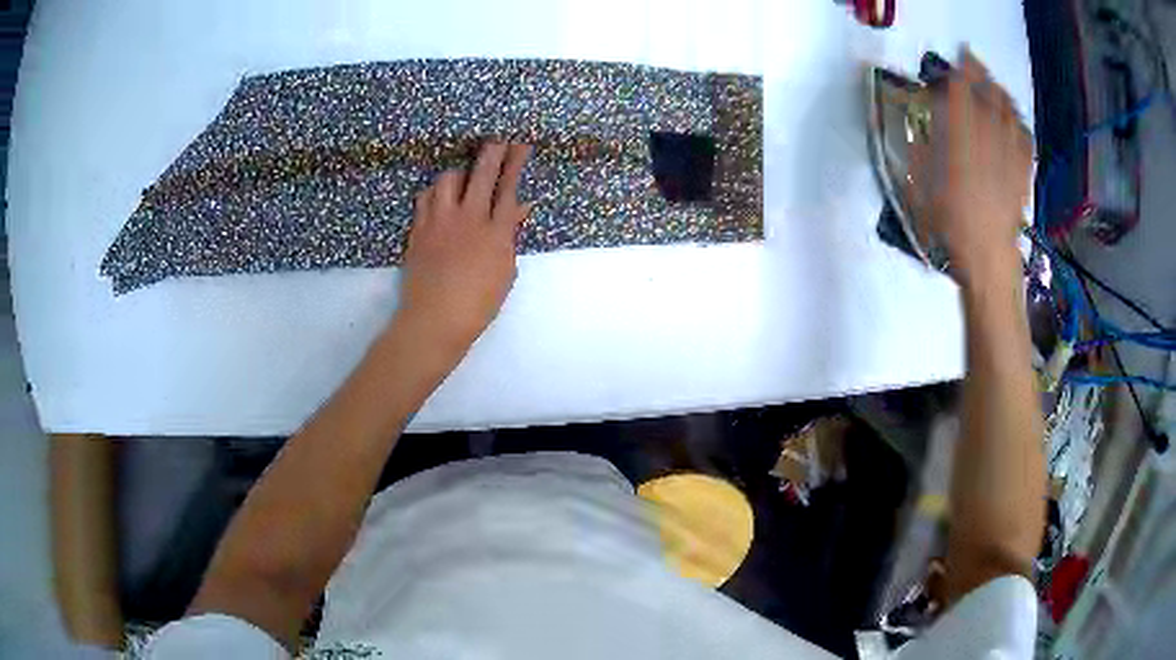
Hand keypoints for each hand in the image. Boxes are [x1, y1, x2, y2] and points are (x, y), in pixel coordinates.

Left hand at [396, 142, 532, 353]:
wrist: (435, 319)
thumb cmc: (477, 304)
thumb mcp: (504, 272)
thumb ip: (509, 237)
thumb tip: (518, 209)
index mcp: (496, 233)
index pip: (509, 189)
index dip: (516, 164)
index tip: (520, 145)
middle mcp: (469, 218)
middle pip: (482, 174)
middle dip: (493, 152)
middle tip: (497, 139)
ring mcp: (440, 221)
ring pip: (448, 179)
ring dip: (459, 174)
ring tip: (463, 178)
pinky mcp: (419, 228)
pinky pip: (425, 197)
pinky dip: (435, 192)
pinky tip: (439, 197)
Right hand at [912, 49, 1032, 288]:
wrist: (987, 259)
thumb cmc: (949, 227)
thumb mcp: (921, 188)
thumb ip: (922, 152)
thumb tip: (923, 126)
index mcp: (959, 142)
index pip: (962, 94)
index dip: (959, 73)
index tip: (956, 60)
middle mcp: (987, 140)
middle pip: (987, 96)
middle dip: (981, 75)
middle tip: (973, 63)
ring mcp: (1008, 156)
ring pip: (1008, 112)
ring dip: (1000, 92)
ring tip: (993, 85)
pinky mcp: (1022, 171)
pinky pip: (1024, 137)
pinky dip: (1019, 121)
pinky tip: (1014, 118)